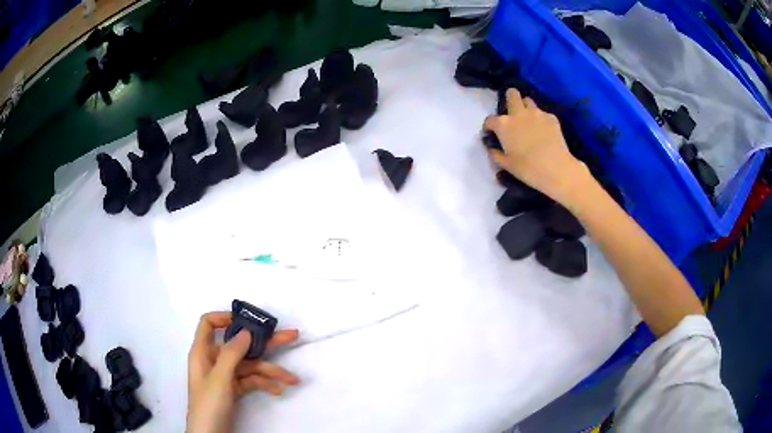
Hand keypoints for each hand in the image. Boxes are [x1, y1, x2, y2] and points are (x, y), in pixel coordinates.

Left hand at [187, 312, 299, 432]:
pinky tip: (277, 390)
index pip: (209, 324)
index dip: (225, 317)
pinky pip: (251, 381)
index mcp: (203, 352)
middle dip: (265, 343)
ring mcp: (225, 376)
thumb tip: (246, 331)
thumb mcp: (220, 379)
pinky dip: (264, 384)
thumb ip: (231, 354)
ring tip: (292, 379)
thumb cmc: (209, 404)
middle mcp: (214, 360)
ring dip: (271, 372)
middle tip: (290, 336)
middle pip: (239, 345)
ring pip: (250, 366)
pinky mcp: (234, 390)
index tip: (249, 321)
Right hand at [484, 89, 586, 203]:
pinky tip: (544, 131)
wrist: (556, 169)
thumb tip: (492, 149)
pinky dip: (541, 119)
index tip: (491, 133)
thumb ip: (496, 154)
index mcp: (504, 125)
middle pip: (512, 94)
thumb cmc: (528, 169)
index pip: (490, 120)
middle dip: (510, 99)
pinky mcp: (551, 117)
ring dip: (526, 108)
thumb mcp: (507, 165)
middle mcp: (519, 113)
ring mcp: (537, 113)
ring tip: (529, 121)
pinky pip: (543, 113)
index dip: (489, 126)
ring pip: (528, 101)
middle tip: (512, 112)